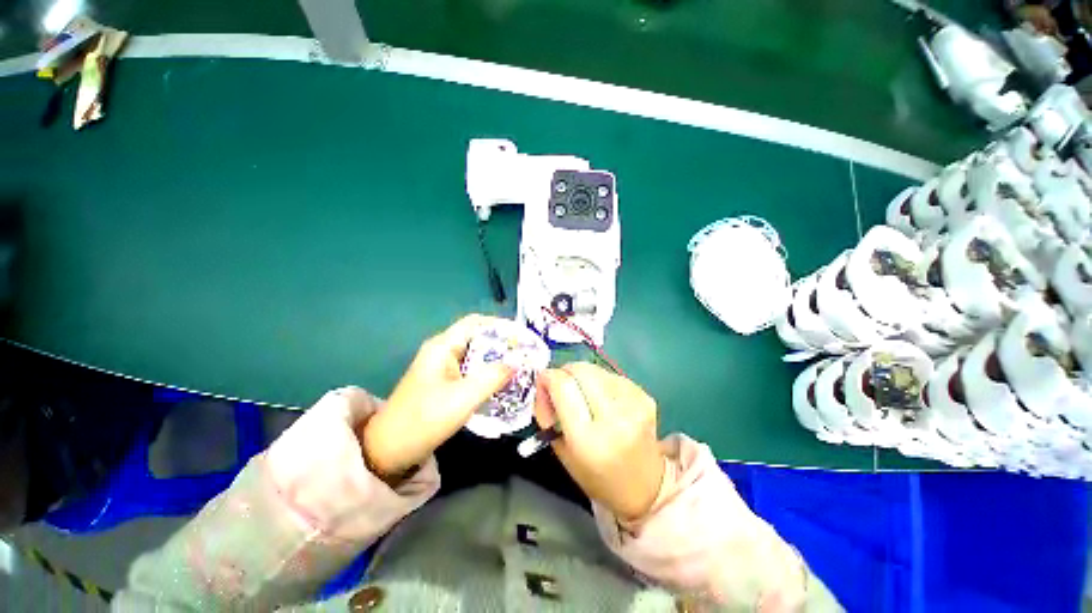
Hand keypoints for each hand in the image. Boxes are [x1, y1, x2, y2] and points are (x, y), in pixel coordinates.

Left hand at [362, 314, 513, 481]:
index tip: (521, 336)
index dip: (500, 325)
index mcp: (442, 346)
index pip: (475, 323)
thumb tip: (516, 363)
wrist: (389, 450)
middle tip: (525, 354)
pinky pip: (470, 369)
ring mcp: (442, 366)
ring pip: (475, 354)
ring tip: (519, 366)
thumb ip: (492, 377)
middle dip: (502, 343)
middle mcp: (442, 350)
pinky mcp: (443, 381)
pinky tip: (500, 382)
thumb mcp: (463, 398)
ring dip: (495, 359)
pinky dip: (487, 372)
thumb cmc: (424, 420)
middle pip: (477, 337)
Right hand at [534, 362, 665, 520]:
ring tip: (584, 396)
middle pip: (581, 370)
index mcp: (588, 439)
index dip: (547, 378)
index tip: (542, 383)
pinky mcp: (645, 397)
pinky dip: (600, 381)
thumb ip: (550, 412)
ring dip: (583, 377)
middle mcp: (614, 418)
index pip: (563, 386)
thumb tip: (546, 381)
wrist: (643, 486)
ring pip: (596, 369)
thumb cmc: (595, 474)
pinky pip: (612, 375)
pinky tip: (603, 399)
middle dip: (564, 372)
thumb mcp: (561, 450)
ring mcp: (634, 405)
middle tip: (560, 386)